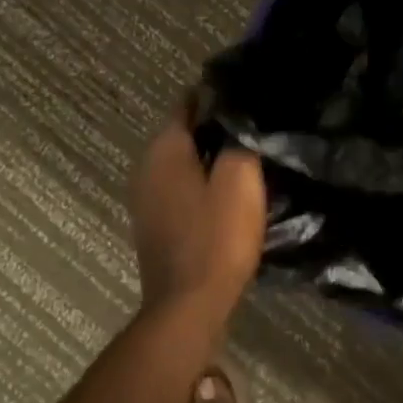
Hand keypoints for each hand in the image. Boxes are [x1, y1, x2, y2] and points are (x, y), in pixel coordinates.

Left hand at [128, 113, 266, 320]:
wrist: (188, 306)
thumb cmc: (216, 237)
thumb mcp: (240, 179)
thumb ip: (239, 139)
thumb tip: (238, 116)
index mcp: (164, 149)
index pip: (189, 102)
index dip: (219, 95)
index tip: (250, 97)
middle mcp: (147, 166)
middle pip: (185, 131)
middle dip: (218, 126)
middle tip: (256, 126)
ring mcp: (146, 197)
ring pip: (184, 161)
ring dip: (211, 156)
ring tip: (249, 155)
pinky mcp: (155, 222)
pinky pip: (181, 187)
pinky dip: (202, 182)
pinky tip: (228, 190)